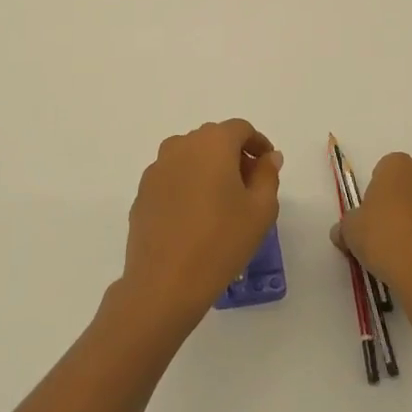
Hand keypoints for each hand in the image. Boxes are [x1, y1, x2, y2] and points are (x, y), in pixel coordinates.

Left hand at [117, 119, 283, 329]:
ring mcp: (157, 168)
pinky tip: (195, 217)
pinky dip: (188, 185)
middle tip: (249, 187)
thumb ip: (268, 175)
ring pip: (190, 157)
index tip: (268, 167)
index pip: (240, 129)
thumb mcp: (261, 209)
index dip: (258, 144)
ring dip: (209, 169)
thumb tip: (269, 156)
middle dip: (234, 155)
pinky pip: (172, 177)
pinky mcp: (142, 191)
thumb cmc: (221, 241)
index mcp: (212, 143)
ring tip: (221, 204)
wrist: (164, 283)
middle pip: (214, 139)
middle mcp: (181, 145)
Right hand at [331, 152, 411, 312]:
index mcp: (399, 166)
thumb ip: (346, 227)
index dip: (376, 192)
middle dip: (400, 204)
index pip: (384, 170)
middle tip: (384, 233)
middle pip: (410, 186)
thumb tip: (342, 233)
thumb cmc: (383, 238)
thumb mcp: (350, 231)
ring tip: (404, 254)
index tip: (370, 216)